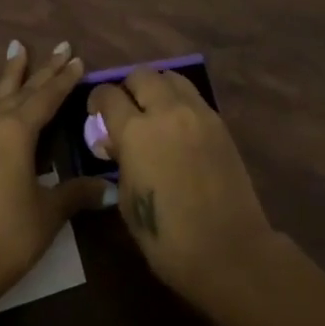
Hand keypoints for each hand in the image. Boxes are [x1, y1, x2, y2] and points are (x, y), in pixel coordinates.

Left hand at [0, 40, 112, 302]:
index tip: (78, 59)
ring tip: (15, 46)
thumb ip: (75, 193)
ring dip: (8, 72)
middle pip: (22, 91)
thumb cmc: (6, 237)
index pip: (47, 98)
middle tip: (61, 46)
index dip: (64, 80)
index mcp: (17, 133)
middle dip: (44, 69)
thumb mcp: (47, 215)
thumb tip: (107, 187)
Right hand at [89, 68, 276, 309]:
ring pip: (171, 77)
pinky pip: (193, 96)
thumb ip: (120, 161)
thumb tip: (115, 142)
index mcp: (135, 132)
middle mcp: (166, 112)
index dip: (97, 100)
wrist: (229, 250)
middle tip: (126, 110)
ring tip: (154, 111)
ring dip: (156, 88)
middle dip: (128, 88)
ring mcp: (197, 113)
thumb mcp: (127, 201)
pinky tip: (177, 126)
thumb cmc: (167, 238)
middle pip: (141, 75)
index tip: (96, 113)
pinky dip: (179, 100)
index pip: (108, 95)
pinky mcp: (219, 122)